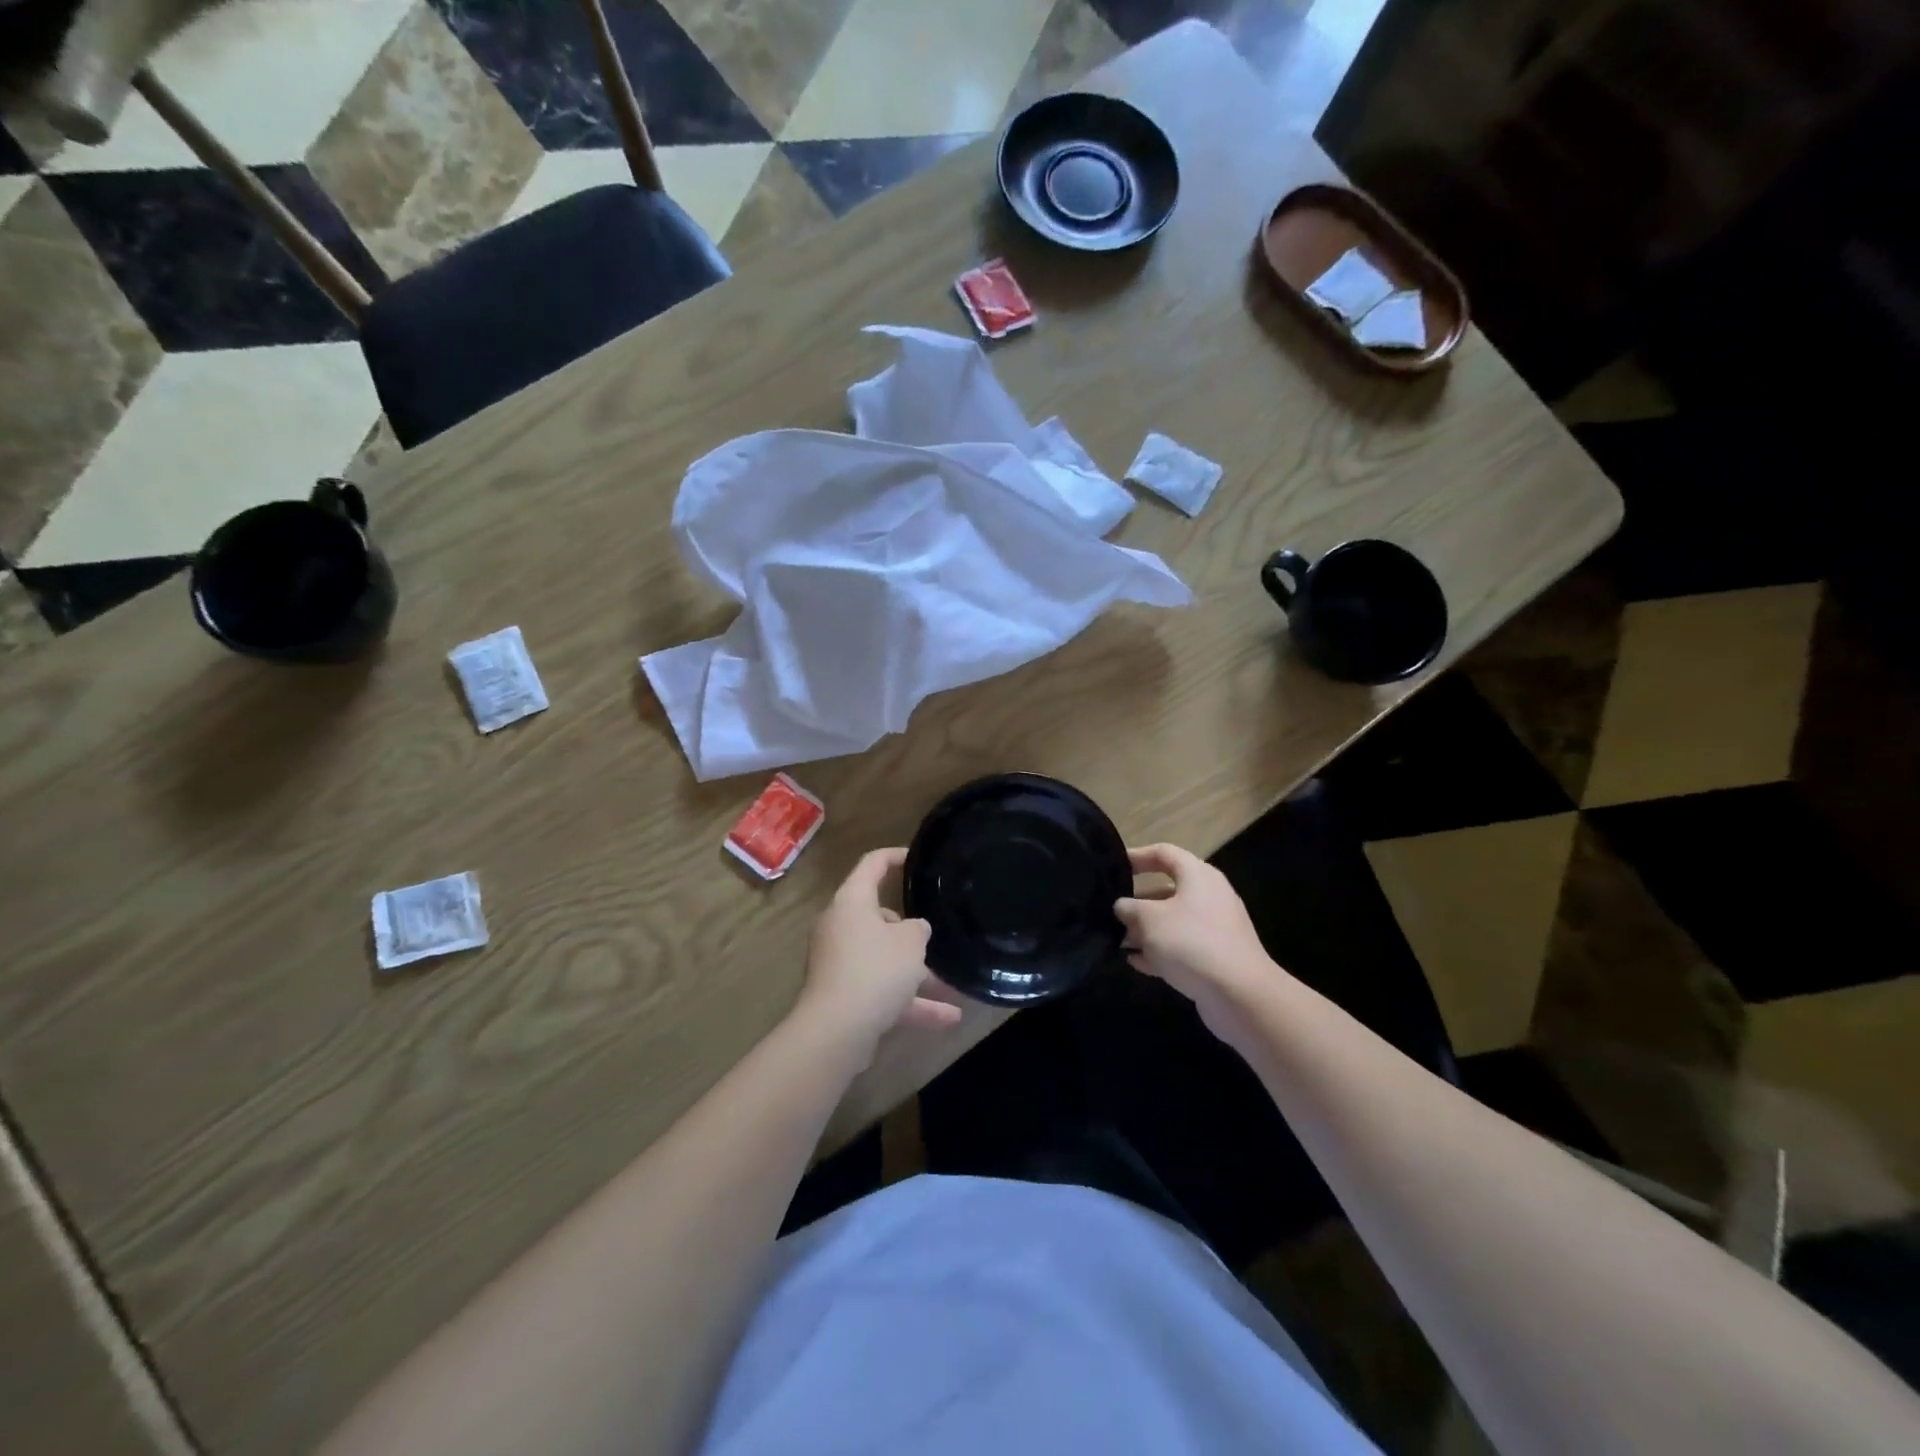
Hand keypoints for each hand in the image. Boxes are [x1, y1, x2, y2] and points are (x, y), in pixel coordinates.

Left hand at [794, 848, 962, 1059]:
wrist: (836, 1031)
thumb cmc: (875, 970)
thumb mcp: (910, 942)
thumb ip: (918, 929)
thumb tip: (914, 929)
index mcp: (852, 902)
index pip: (872, 865)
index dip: (894, 857)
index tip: (915, 859)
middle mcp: (840, 927)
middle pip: (878, 918)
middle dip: (909, 931)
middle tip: (933, 937)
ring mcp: (839, 963)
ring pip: (883, 960)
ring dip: (916, 974)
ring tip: (952, 987)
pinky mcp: (842, 996)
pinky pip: (881, 991)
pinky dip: (909, 1002)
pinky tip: (947, 1019)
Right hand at [1115, 844, 1280, 1040]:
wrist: (1239, 994)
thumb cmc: (1190, 942)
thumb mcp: (1149, 919)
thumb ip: (1129, 908)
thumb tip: (1122, 906)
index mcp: (1198, 875)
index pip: (1164, 853)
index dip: (1137, 856)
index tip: (1113, 866)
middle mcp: (1210, 896)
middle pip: (1168, 889)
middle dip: (1138, 901)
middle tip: (1111, 911)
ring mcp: (1216, 928)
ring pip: (1174, 920)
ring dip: (1146, 929)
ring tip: (1118, 941)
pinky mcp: (1217, 956)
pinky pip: (1183, 945)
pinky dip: (1161, 950)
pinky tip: (1137, 962)